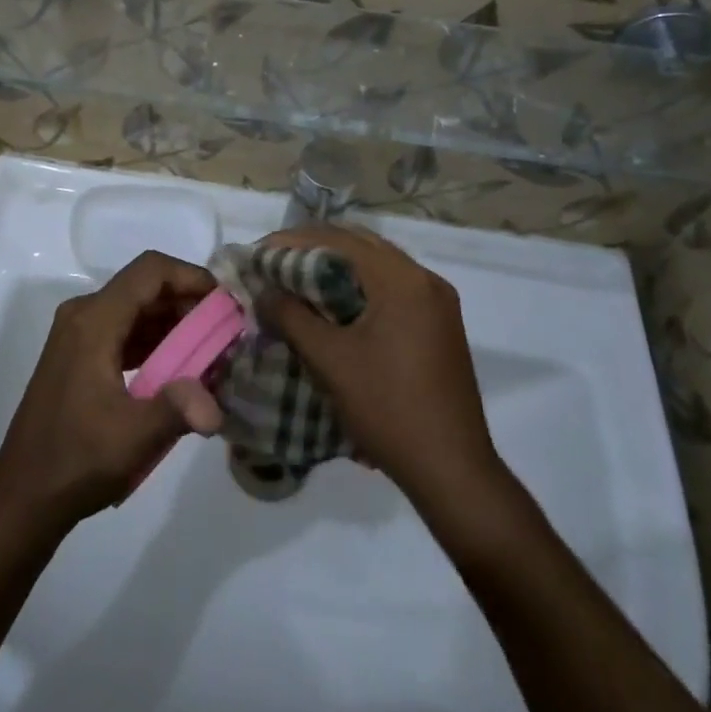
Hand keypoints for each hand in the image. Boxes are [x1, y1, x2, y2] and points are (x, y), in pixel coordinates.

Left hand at [0, 251, 223, 530]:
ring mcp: (78, 334)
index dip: (190, 276)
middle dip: (188, 302)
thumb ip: (177, 410)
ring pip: (135, 308)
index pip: (150, 271)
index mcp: (94, 320)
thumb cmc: (75, 460)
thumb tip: (216, 406)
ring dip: (173, 322)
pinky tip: (180, 367)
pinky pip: (124, 329)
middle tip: (225, 330)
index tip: (224, 302)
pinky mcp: (79, 354)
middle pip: (144, 286)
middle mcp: (84, 314)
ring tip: (211, 349)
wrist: (23, 494)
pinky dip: (154, 339)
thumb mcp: (132, 437)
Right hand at [259, 225, 500, 509]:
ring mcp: (437, 301)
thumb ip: (291, 317)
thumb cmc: (388, 410)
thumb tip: (263, 290)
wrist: (452, 471)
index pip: (339, 240)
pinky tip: (331, 304)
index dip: (292, 241)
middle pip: (359, 245)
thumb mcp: (330, 361)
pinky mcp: (438, 324)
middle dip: (313, 249)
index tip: (258, 253)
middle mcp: (424, 279)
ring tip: (295, 280)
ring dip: (335, 267)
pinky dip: (358, 286)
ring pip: (376, 265)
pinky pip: (390, 288)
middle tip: (273, 262)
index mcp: (402, 280)